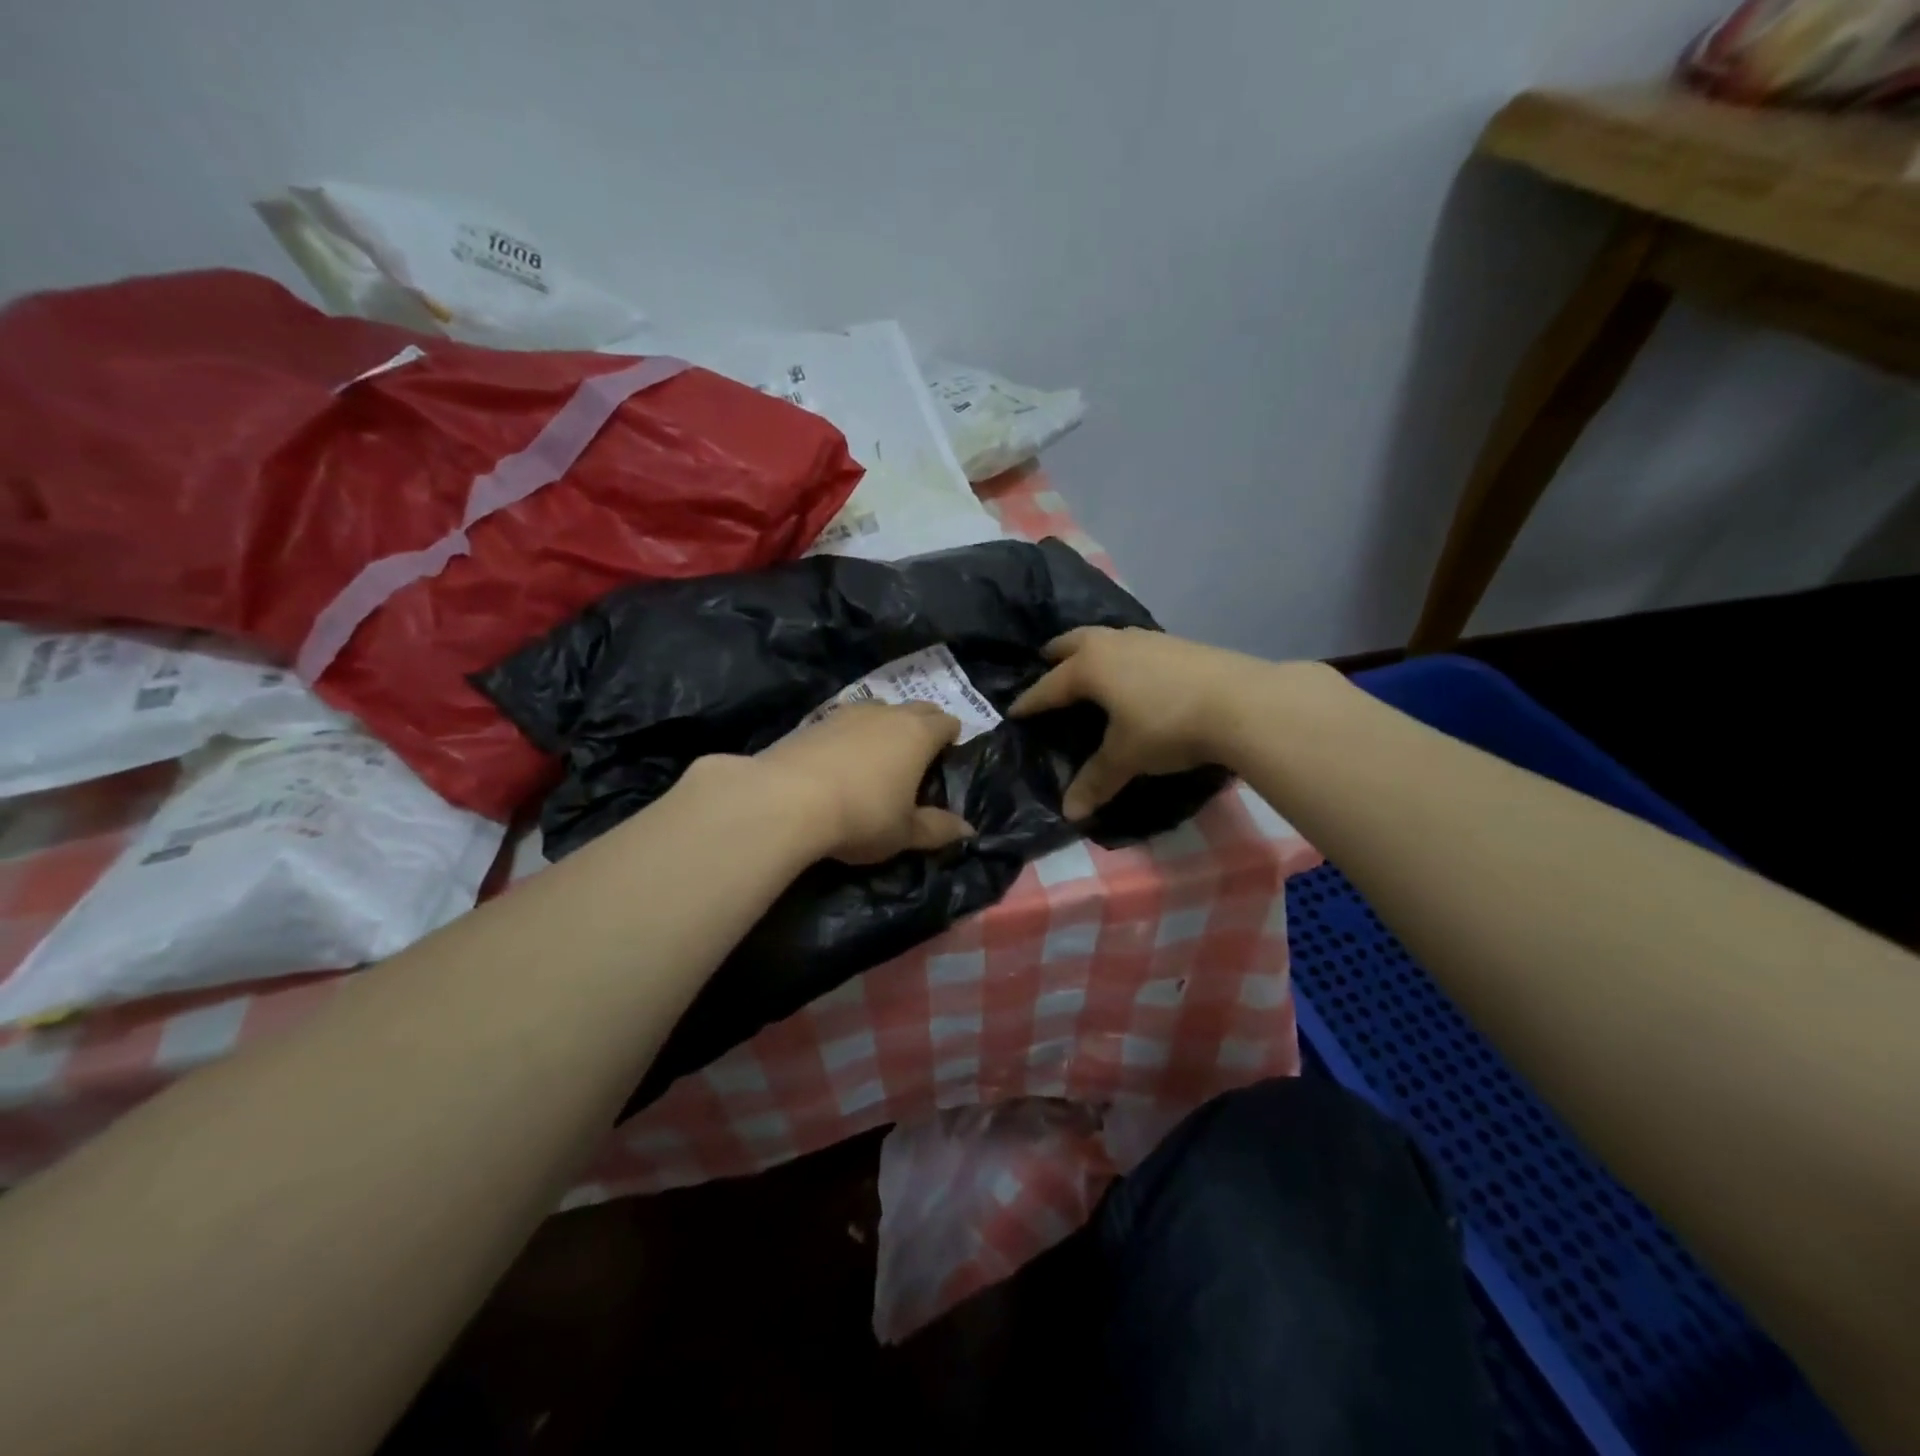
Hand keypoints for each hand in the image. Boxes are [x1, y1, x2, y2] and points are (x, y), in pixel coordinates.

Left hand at [755, 701, 974, 864]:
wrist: (786, 799)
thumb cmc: (861, 816)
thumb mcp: (904, 832)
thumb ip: (937, 828)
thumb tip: (968, 830)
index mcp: (918, 734)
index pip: (947, 722)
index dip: (952, 737)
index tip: (947, 757)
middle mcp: (887, 714)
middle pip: (917, 707)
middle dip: (924, 724)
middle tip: (919, 755)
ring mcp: (848, 712)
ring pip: (879, 709)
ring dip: (886, 725)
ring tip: (879, 754)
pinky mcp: (815, 720)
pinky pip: (846, 720)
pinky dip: (851, 733)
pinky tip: (841, 758)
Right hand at [1009, 626, 1256, 817]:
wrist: (1242, 702)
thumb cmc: (1167, 726)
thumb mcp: (1127, 757)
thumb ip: (1096, 781)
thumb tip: (1070, 813)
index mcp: (1090, 667)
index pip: (1049, 686)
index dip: (1030, 701)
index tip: (1014, 710)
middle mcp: (1113, 644)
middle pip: (1073, 642)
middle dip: (1056, 655)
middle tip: (1046, 665)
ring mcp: (1148, 639)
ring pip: (1106, 638)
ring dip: (1091, 650)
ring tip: (1089, 668)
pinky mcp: (1177, 643)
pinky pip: (1134, 645)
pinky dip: (1122, 655)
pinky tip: (1134, 673)